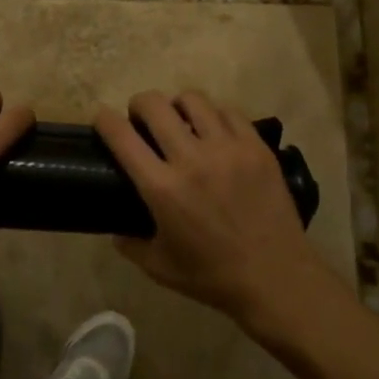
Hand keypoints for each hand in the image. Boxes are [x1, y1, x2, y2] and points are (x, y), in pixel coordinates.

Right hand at [96, 90, 336, 330]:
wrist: (276, 278)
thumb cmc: (214, 276)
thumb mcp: (160, 268)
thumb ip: (130, 244)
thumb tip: (115, 228)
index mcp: (162, 188)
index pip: (122, 136)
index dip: (104, 120)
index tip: (102, 119)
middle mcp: (191, 158)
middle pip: (154, 105)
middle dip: (139, 105)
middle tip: (141, 118)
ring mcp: (227, 148)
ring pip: (192, 100)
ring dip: (177, 106)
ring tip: (180, 120)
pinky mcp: (255, 146)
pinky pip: (228, 112)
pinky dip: (213, 115)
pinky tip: (214, 130)